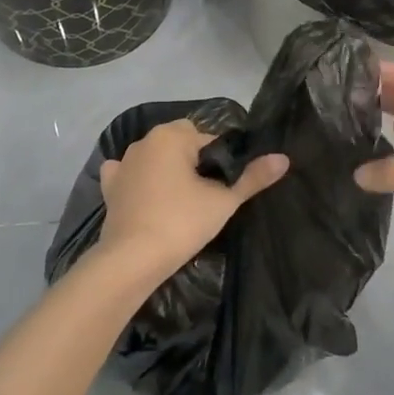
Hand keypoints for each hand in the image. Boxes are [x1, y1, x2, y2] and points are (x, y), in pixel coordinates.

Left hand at [95, 120, 287, 283]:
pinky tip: (147, 196)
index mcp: (172, 136)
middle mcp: (145, 141)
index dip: (221, 161)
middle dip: (193, 161)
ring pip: (155, 157)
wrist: (132, 259)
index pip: (209, 139)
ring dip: (167, 169)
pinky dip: (138, 180)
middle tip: (205, 195)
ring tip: (180, 202)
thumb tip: (283, 158)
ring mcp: (123, 162)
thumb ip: (253, 178)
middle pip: (180, 143)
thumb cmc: (181, 223)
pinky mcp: (110, 186)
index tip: (224, 187)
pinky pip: (129, 173)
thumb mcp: (224, 201)